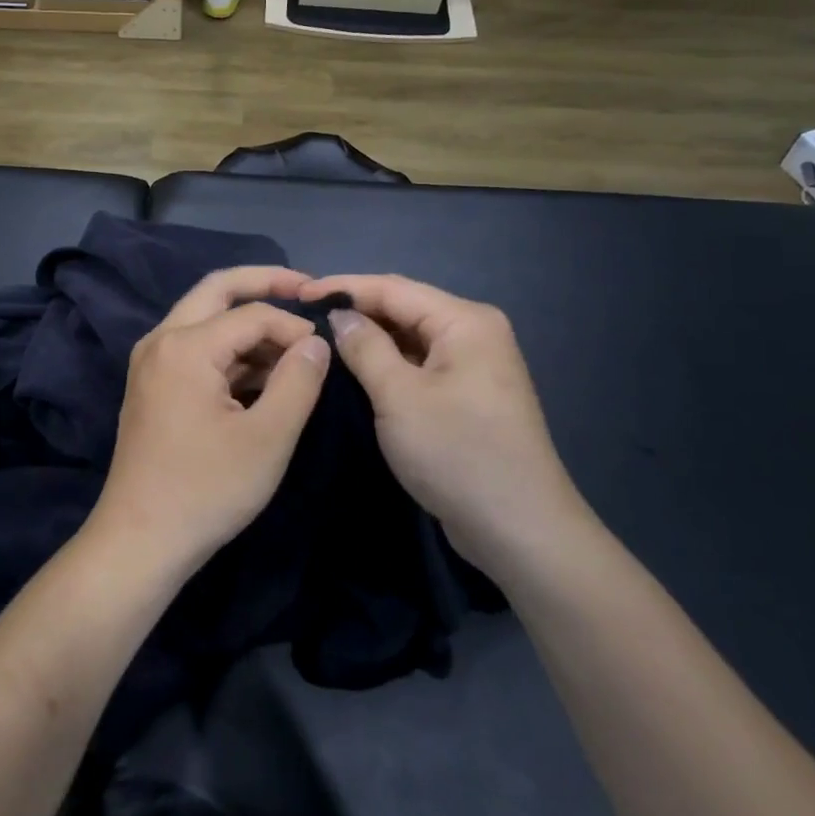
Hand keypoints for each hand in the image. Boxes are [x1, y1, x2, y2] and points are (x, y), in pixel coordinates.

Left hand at [91, 266, 331, 578]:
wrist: (140, 539)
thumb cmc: (206, 489)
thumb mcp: (268, 437)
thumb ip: (298, 380)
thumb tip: (316, 341)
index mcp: (185, 345)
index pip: (252, 313)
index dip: (294, 325)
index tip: (326, 352)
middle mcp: (160, 340)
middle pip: (216, 291)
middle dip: (263, 286)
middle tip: (306, 290)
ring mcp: (151, 362)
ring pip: (204, 319)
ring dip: (247, 325)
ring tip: (293, 348)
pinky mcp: (152, 385)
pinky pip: (195, 349)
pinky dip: (229, 352)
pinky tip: (262, 376)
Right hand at [298, 273, 592, 564]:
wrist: (518, 529)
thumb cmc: (457, 453)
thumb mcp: (400, 396)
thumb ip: (365, 347)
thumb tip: (340, 315)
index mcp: (465, 321)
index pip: (393, 288)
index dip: (343, 287)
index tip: (296, 295)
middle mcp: (474, 333)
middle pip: (404, 309)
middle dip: (355, 311)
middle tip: (302, 319)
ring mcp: (473, 366)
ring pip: (409, 339)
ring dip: (368, 339)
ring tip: (319, 342)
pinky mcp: (467, 396)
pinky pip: (418, 366)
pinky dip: (386, 365)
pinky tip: (354, 373)